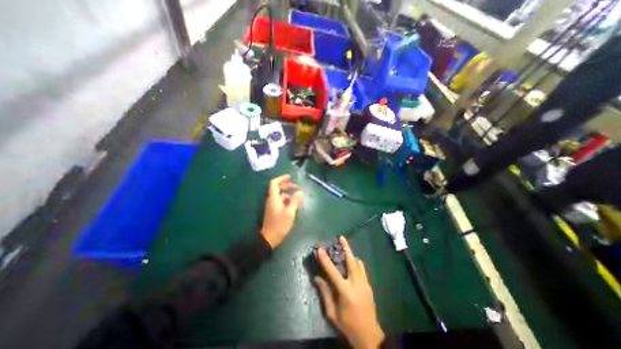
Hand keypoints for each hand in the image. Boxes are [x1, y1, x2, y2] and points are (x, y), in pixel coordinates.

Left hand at [260, 174, 303, 248]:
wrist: (269, 238)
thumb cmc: (279, 225)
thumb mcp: (289, 213)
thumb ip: (295, 201)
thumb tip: (300, 192)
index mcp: (274, 198)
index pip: (274, 183)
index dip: (282, 178)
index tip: (290, 176)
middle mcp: (272, 200)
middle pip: (278, 188)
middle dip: (288, 186)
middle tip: (297, 187)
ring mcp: (272, 205)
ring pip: (280, 195)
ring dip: (289, 194)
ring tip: (298, 198)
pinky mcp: (274, 210)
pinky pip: (281, 201)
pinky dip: (288, 200)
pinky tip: (294, 205)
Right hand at [317, 236, 383, 347]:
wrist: (369, 335)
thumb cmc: (347, 324)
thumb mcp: (332, 313)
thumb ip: (325, 293)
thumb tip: (317, 278)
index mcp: (345, 291)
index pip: (333, 272)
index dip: (325, 260)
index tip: (320, 249)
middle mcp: (356, 283)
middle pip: (351, 261)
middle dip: (346, 248)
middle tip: (341, 238)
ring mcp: (364, 283)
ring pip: (359, 263)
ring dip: (351, 255)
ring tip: (345, 249)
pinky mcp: (369, 285)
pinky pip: (362, 269)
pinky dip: (357, 263)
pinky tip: (352, 264)